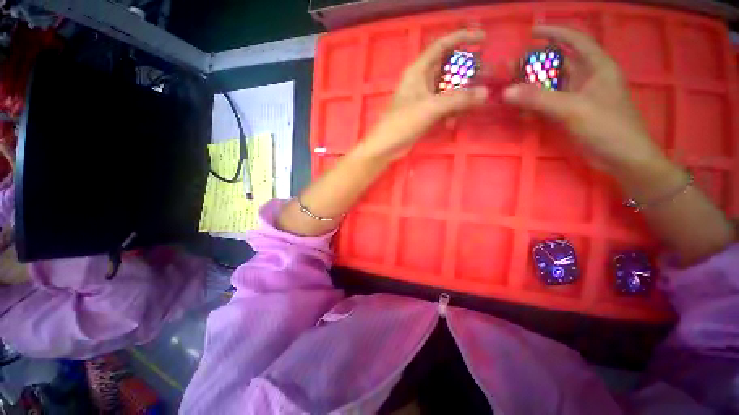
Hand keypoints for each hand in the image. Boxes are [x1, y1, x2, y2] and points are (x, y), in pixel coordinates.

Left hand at [359, 29, 488, 160]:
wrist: (387, 146)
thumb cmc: (403, 123)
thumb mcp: (430, 108)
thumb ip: (458, 99)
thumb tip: (485, 93)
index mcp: (418, 71)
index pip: (441, 46)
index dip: (462, 38)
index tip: (483, 39)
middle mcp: (421, 82)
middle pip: (447, 69)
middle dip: (466, 72)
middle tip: (485, 76)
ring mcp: (423, 99)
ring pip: (447, 90)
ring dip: (460, 96)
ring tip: (475, 103)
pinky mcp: (424, 113)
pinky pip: (443, 106)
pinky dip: (451, 111)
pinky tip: (452, 122)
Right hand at [502, 26, 669, 176]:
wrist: (622, 159)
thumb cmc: (608, 128)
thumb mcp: (573, 109)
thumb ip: (539, 99)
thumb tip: (506, 92)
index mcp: (597, 67)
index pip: (576, 40)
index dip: (556, 32)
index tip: (532, 32)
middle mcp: (587, 78)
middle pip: (559, 63)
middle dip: (535, 64)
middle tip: (511, 69)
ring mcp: (578, 97)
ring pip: (551, 84)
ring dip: (531, 86)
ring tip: (510, 89)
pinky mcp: (571, 113)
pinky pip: (549, 103)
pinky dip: (534, 105)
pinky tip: (521, 110)